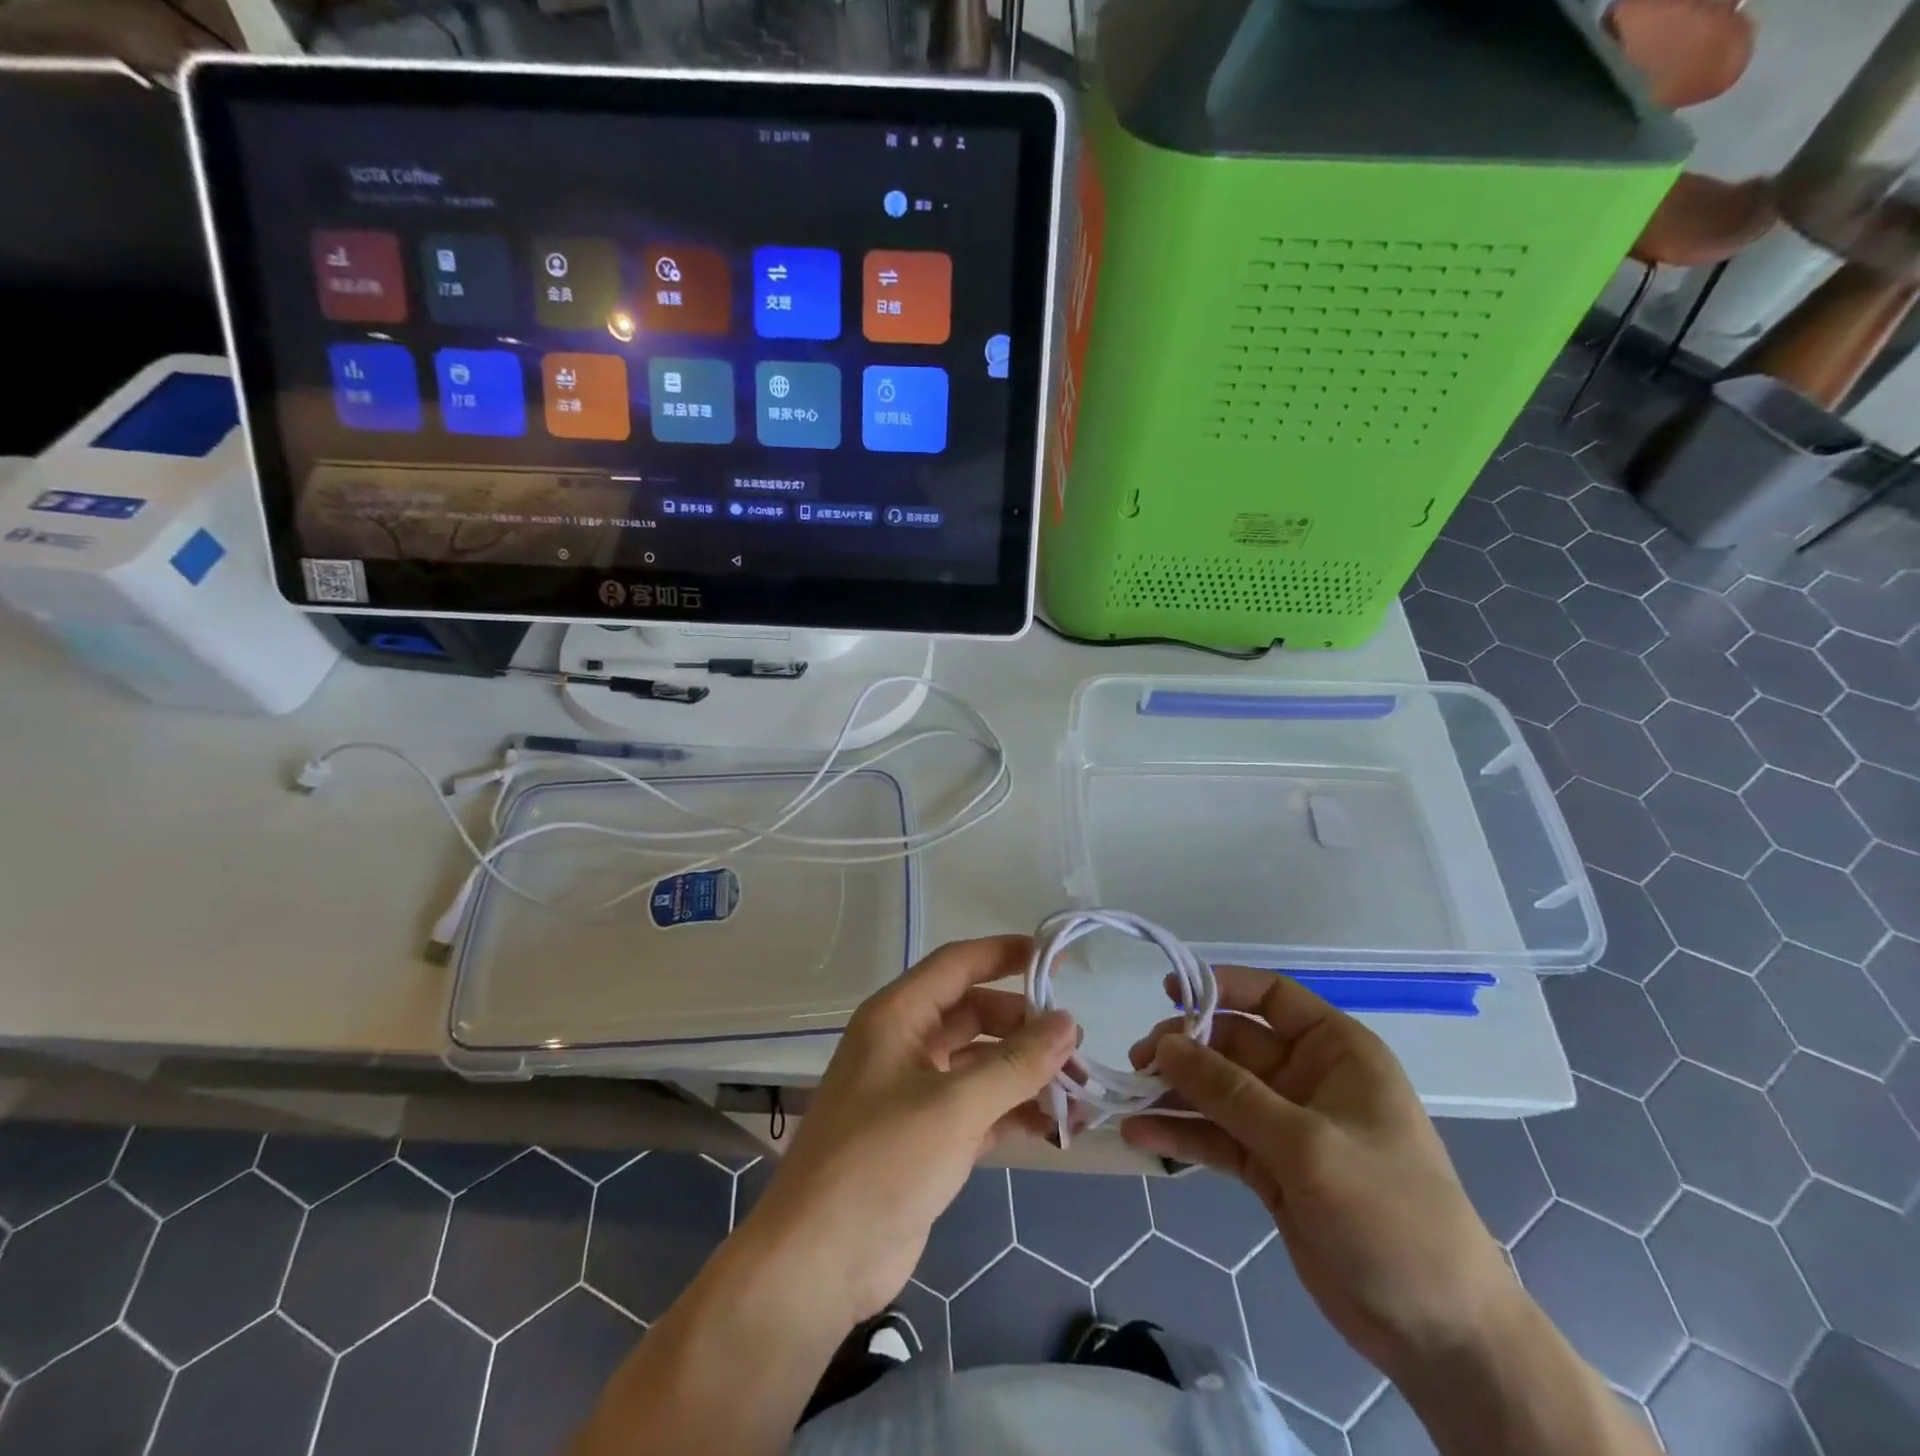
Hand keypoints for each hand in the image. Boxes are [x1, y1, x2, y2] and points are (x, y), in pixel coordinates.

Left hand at [742, 935, 1075, 1328]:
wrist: (819, 1263)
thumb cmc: (881, 1162)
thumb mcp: (954, 1107)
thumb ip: (1015, 1064)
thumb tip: (1068, 1022)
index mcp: (897, 1017)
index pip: (957, 964)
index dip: (1004, 954)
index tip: (1055, 958)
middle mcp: (905, 1044)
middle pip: (974, 1014)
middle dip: (1025, 1027)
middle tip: (1077, 1047)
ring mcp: (915, 1092)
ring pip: (980, 1064)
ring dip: (1026, 1073)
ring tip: (1080, 1092)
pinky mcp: (927, 1137)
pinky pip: (979, 1107)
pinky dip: (1013, 1111)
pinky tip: (1055, 1125)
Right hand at [1122, 967, 1516, 1383]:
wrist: (1440, 1334)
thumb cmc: (1390, 1214)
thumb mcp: (1306, 1145)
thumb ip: (1230, 1092)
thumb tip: (1165, 1044)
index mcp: (1336, 1052)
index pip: (1272, 997)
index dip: (1220, 987)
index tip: (1167, 992)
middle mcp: (1308, 1078)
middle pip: (1232, 1045)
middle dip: (1185, 1049)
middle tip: (1138, 1063)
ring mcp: (1287, 1126)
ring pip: (1217, 1091)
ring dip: (1174, 1092)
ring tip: (1128, 1097)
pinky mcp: (1270, 1169)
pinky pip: (1217, 1137)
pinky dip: (1181, 1134)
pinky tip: (1140, 1136)